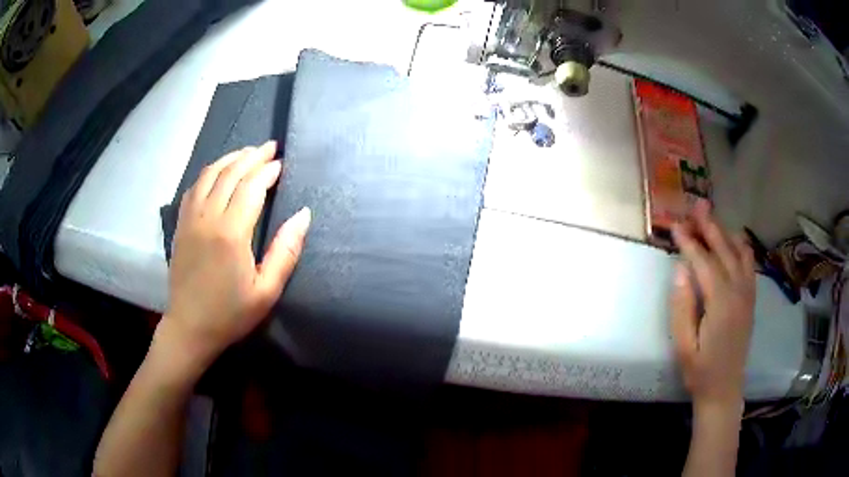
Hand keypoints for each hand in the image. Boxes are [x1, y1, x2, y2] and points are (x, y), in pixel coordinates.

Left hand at [162, 141, 310, 366]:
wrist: (190, 327)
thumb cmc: (231, 314)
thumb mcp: (266, 291)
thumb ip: (286, 251)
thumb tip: (304, 215)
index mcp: (231, 233)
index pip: (252, 186)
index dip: (268, 171)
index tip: (282, 164)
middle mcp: (208, 217)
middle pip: (231, 173)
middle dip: (252, 156)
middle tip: (270, 147)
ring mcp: (191, 219)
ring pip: (209, 174)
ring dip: (230, 158)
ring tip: (246, 152)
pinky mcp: (181, 224)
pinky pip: (194, 187)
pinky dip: (209, 173)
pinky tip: (217, 172)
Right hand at [671, 200, 755, 409]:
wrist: (724, 390)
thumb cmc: (700, 371)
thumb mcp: (684, 346)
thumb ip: (682, 307)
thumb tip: (681, 270)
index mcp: (721, 304)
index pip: (704, 263)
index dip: (689, 242)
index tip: (675, 225)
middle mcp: (739, 292)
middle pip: (724, 250)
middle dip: (709, 226)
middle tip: (696, 205)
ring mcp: (748, 294)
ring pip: (739, 253)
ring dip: (725, 232)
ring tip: (711, 217)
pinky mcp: (751, 299)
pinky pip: (749, 264)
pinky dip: (741, 246)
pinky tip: (733, 239)